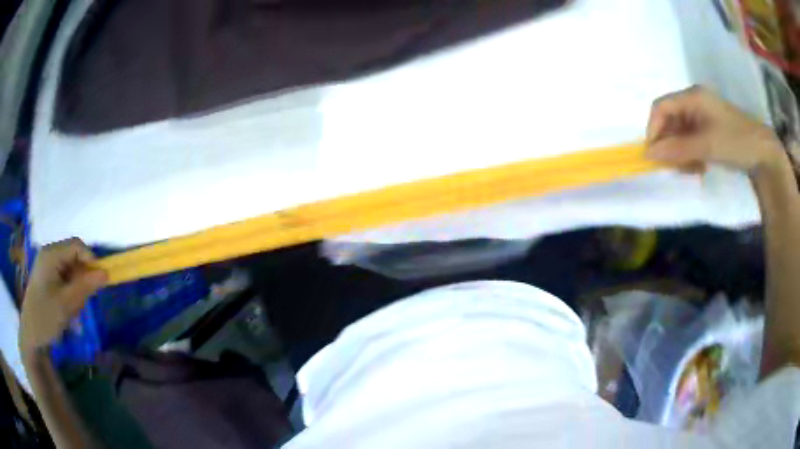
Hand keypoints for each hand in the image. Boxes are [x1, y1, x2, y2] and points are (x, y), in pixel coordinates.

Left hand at [19, 238, 107, 354]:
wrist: (31, 336)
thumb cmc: (46, 317)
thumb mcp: (66, 304)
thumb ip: (86, 287)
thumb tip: (106, 273)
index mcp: (51, 254)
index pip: (77, 246)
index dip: (91, 260)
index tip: (100, 283)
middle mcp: (48, 254)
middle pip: (73, 256)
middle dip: (82, 276)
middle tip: (85, 300)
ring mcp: (46, 266)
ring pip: (69, 268)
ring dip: (76, 286)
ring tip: (74, 308)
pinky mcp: (46, 278)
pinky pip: (63, 277)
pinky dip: (70, 290)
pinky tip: (68, 307)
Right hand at [646, 86, 786, 175]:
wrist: (763, 152)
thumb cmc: (736, 142)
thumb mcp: (706, 146)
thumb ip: (678, 149)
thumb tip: (648, 154)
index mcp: (692, 97)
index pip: (661, 107)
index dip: (654, 129)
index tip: (654, 155)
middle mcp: (695, 101)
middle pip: (670, 120)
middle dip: (670, 144)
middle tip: (676, 167)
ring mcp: (703, 115)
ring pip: (680, 132)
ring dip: (681, 152)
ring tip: (692, 169)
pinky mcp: (710, 128)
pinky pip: (692, 139)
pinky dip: (691, 154)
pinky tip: (699, 166)